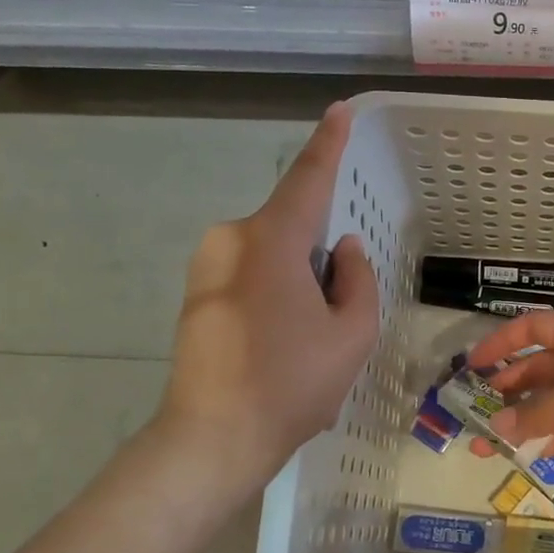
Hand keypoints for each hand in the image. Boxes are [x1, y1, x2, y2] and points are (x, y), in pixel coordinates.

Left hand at [154, 103, 378, 491]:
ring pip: (272, 256)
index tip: (340, 111)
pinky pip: (250, 276)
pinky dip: (275, 297)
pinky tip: (278, 348)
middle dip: (321, 258)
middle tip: (334, 317)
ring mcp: (206, 267)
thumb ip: (357, 280)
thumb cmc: (291, 384)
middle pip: (292, 229)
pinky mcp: (196, 294)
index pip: (307, 179)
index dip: (328, 144)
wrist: (212, 440)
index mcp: (270, 240)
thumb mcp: (351, 334)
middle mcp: (231, 239)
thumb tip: (343, 250)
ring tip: (304, 343)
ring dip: (298, 283)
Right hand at [467, 311, 553, 488]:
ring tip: (482, 446)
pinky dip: (544, 445)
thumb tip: (497, 426)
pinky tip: (522, 458)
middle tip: (468, 416)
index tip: (471, 367)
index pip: (532, 330)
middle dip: (503, 392)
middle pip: (534, 373)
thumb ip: (543, 411)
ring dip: (518, 425)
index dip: (501, 344)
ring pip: (546, 409)